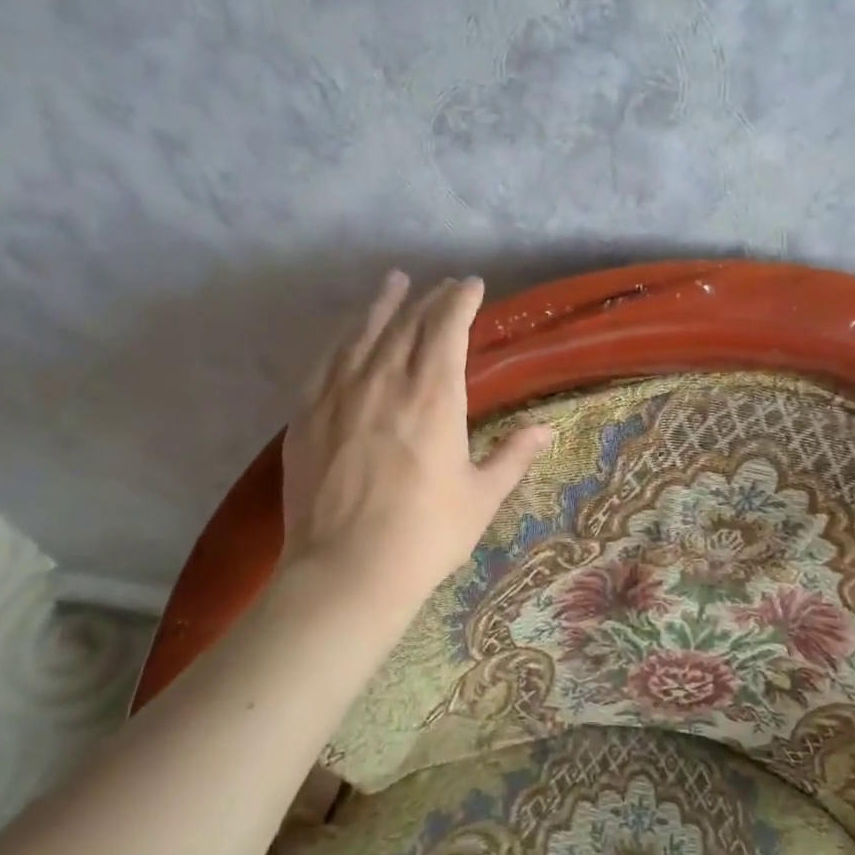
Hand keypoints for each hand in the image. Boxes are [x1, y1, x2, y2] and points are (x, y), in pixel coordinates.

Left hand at [276, 272, 552, 621]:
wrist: (346, 572)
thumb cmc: (425, 535)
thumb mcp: (481, 496)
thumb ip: (514, 456)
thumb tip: (547, 430)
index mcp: (433, 396)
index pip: (447, 327)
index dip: (460, 300)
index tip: (471, 285)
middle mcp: (385, 381)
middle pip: (407, 322)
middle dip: (428, 299)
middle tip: (442, 286)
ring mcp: (340, 394)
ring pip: (363, 332)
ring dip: (382, 304)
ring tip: (394, 282)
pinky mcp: (307, 414)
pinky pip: (326, 360)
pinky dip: (343, 336)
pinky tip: (349, 331)